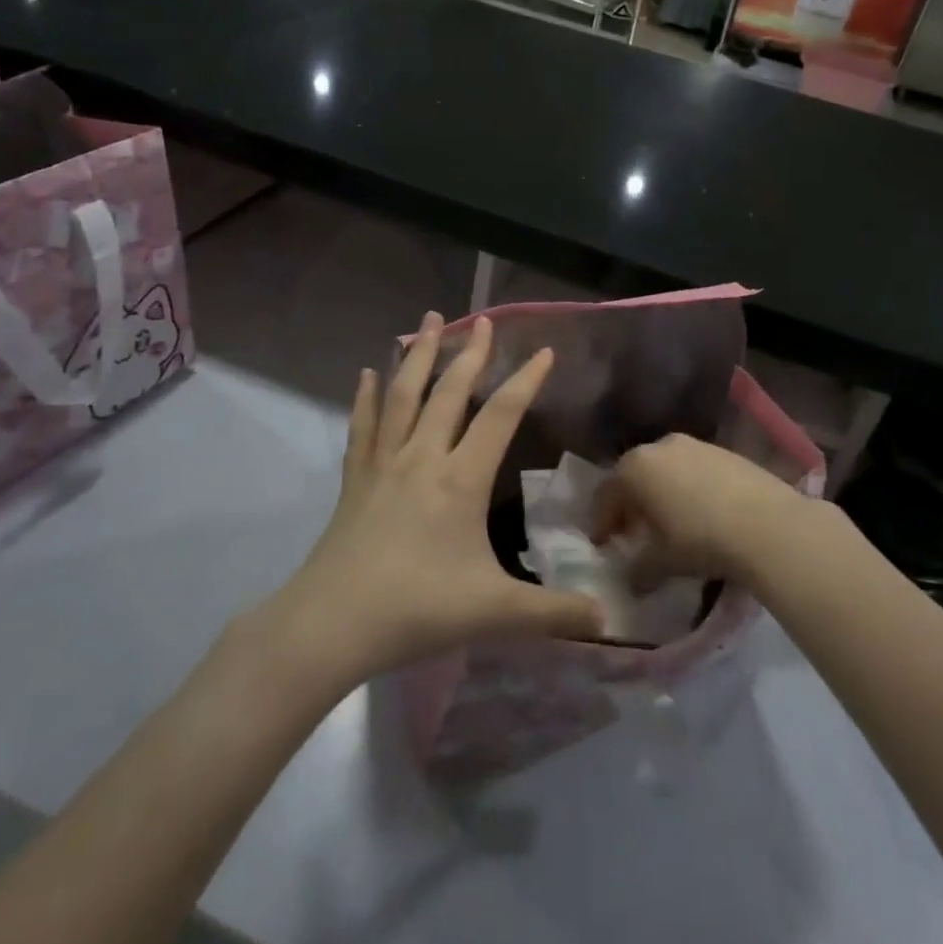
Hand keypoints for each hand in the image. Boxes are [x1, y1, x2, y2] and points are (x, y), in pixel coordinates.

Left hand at [273, 313, 603, 685]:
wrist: (332, 623)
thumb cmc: (417, 609)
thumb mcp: (495, 613)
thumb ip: (554, 614)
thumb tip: (610, 620)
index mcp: (460, 479)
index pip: (500, 415)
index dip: (525, 380)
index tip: (544, 350)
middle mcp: (422, 457)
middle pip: (449, 391)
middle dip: (470, 353)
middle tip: (482, 320)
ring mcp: (383, 463)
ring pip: (403, 395)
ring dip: (418, 355)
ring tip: (428, 320)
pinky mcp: (354, 478)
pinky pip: (363, 425)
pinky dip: (366, 396)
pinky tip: (368, 373)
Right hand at [593, 434, 808, 589]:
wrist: (767, 524)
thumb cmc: (700, 539)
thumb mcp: (662, 562)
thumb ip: (639, 569)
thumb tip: (632, 579)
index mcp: (635, 468)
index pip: (606, 494)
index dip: (601, 521)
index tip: (602, 544)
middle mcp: (660, 446)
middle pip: (634, 476)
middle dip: (629, 505)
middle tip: (632, 534)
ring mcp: (694, 445)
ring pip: (665, 470)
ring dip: (659, 495)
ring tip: (668, 525)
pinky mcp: (724, 451)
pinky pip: (692, 469)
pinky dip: (686, 488)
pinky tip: (699, 514)